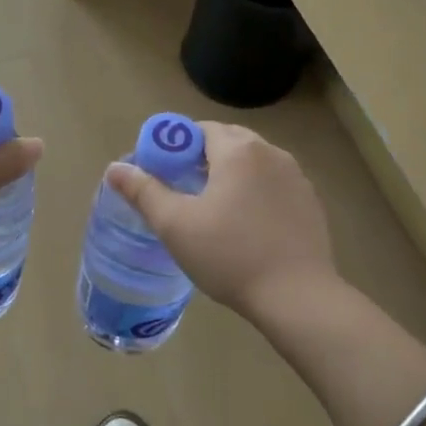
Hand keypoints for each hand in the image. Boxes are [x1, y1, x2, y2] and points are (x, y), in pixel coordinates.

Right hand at [106, 121, 336, 324]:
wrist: (296, 296)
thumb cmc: (229, 255)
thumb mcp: (175, 225)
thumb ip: (143, 191)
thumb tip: (114, 169)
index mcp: (238, 151)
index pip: (201, 129)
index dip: (176, 145)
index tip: (162, 173)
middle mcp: (272, 153)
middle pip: (229, 141)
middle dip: (202, 157)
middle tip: (181, 190)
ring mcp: (297, 178)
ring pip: (254, 163)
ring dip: (230, 174)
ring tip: (212, 208)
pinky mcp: (310, 203)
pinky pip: (273, 185)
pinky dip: (255, 193)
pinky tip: (245, 226)